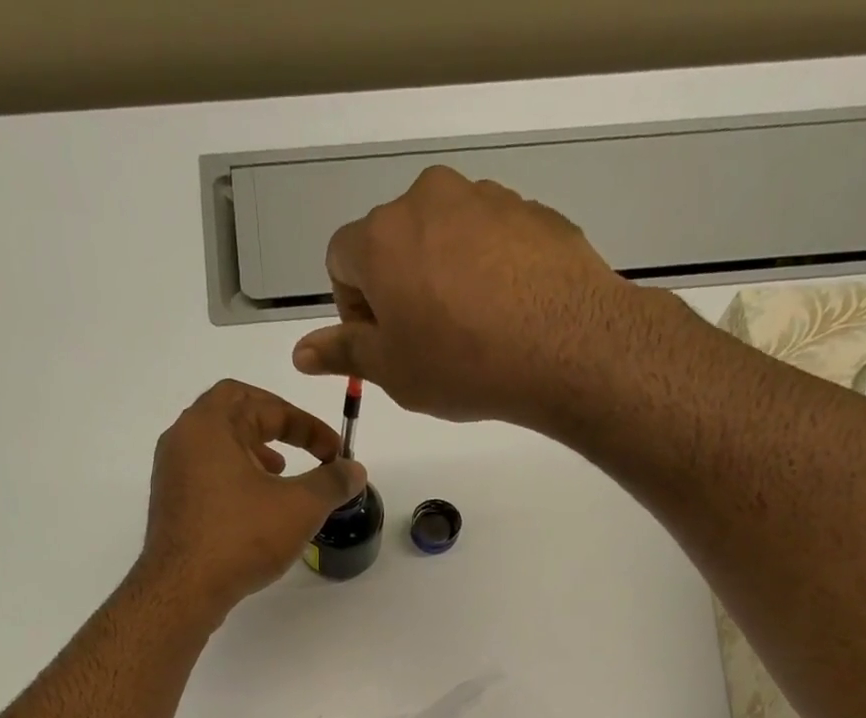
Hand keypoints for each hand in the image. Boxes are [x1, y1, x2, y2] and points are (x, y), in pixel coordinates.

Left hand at [139, 380, 366, 612]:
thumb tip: (354, 470)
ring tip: (282, 475)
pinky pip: (208, 474)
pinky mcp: (171, 503)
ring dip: (255, 452)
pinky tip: (257, 508)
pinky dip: (237, 477)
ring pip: (219, 445)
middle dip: (276, 427)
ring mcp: (172, 472)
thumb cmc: (240, 538)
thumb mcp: (299, 507)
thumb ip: (332, 482)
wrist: (183, 590)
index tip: (333, 451)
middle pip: (234, 413)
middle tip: (303, 448)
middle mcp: (183, 439)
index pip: (263, 403)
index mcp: (209, 424)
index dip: (306, 424)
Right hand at [291, 166, 646, 428]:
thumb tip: (301, 352)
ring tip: (470, 331)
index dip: (353, 306)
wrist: (564, 345)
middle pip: (392, 242)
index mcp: (381, 237)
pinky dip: (485, 270)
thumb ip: (343, 352)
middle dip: (397, 288)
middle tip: (425, 342)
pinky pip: (488, 239)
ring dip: (441, 277)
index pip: (340, 258)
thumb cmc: (460, 364)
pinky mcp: (529, 209)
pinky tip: (505, 314)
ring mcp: (484, 197)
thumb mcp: (392, 370)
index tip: (382, 342)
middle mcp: (428, 199)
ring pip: (442, 238)